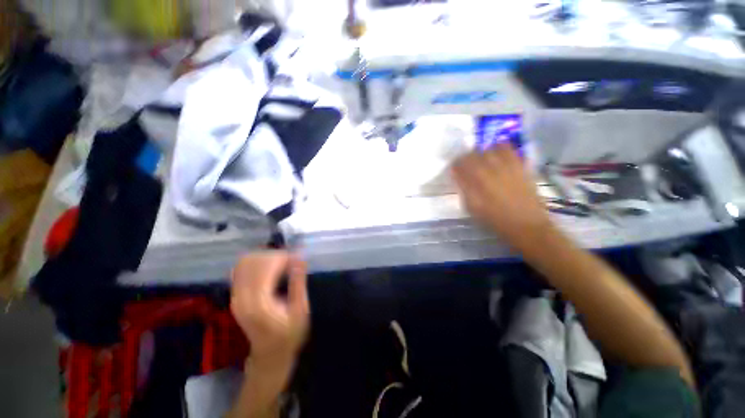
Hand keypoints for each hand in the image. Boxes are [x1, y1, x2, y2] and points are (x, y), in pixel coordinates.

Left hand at [231, 251, 309, 375]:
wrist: (269, 356)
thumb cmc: (290, 335)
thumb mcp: (301, 310)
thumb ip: (298, 283)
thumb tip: (300, 258)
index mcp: (259, 302)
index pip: (265, 266)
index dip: (282, 257)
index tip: (297, 258)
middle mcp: (242, 297)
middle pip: (252, 261)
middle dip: (274, 255)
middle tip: (291, 261)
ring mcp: (235, 296)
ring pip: (244, 263)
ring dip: (264, 257)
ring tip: (282, 263)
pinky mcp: (235, 296)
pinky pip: (240, 270)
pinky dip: (256, 263)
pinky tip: (269, 268)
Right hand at [451, 143, 553, 250]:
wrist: (526, 225)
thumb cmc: (495, 220)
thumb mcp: (472, 208)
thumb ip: (464, 189)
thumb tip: (458, 176)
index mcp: (477, 181)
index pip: (460, 163)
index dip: (455, 165)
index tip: (455, 170)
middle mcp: (491, 169)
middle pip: (474, 153)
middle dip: (467, 158)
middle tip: (466, 166)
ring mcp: (507, 166)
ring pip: (490, 149)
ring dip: (482, 152)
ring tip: (482, 160)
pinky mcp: (520, 166)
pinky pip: (509, 149)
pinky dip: (500, 148)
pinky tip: (497, 154)